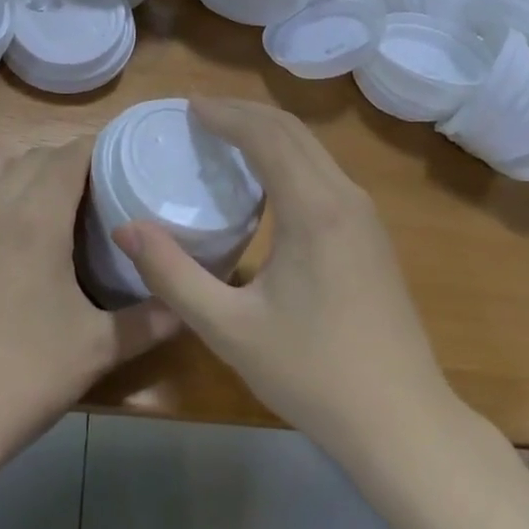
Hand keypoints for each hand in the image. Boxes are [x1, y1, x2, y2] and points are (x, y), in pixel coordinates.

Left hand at [0, 137, 177, 528]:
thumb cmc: (21, 379)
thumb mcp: (97, 349)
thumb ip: (150, 321)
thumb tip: (187, 306)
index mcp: (39, 216)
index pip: (72, 154)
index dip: (98, 153)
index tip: (120, 171)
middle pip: (35, 154)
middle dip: (67, 163)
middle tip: (92, 197)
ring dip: (22, 164)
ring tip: (44, 195)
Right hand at [114, 98, 452, 460]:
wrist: (401, 421)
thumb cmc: (312, 374)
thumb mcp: (229, 329)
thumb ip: (173, 275)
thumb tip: (127, 228)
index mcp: (314, 208)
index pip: (266, 135)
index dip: (225, 114)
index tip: (187, 106)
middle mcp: (345, 197)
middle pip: (292, 131)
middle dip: (245, 113)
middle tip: (200, 113)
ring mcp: (365, 216)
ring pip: (313, 149)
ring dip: (269, 132)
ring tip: (226, 136)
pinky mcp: (371, 236)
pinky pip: (325, 172)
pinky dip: (289, 156)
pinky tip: (267, 180)